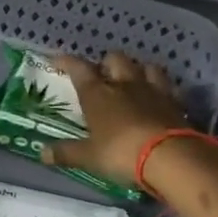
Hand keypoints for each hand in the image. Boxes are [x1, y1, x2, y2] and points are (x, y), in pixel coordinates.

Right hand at [41, 52, 194, 187]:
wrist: (170, 157)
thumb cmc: (121, 153)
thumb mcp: (89, 156)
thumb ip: (66, 153)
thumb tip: (41, 153)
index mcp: (98, 94)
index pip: (79, 68)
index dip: (66, 61)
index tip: (57, 60)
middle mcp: (124, 84)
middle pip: (115, 58)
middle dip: (107, 62)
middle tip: (102, 73)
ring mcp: (153, 90)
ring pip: (146, 66)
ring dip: (138, 69)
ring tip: (134, 79)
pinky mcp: (176, 102)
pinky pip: (169, 86)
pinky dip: (162, 88)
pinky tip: (160, 96)